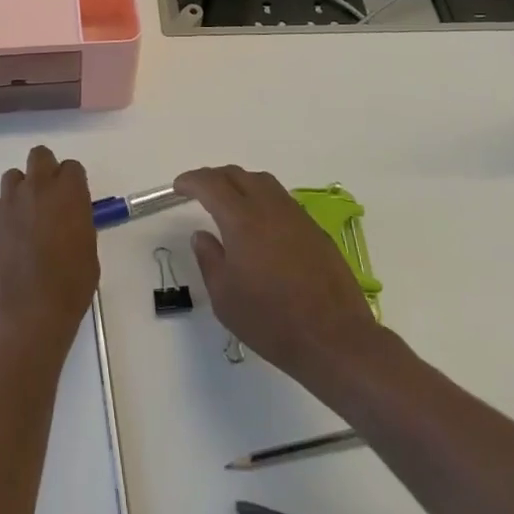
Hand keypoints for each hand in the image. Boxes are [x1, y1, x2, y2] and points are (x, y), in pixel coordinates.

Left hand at [0, 147, 98, 353]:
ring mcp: (7, 202)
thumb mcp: (88, 251)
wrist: (26, 315)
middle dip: (44, 171)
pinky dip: (2, 216)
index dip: (72, 183)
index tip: (72, 201)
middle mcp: (36, 188)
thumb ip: (78, 223)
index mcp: (68, 193)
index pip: (71, 167)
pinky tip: (7, 241)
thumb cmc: (69, 287)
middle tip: (47, 199)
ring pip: (12, 177)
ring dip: (21, 191)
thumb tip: (68, 219)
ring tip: (24, 220)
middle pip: (39, 156)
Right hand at [175, 166, 385, 391]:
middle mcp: (270, 208)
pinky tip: (260, 224)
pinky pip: (282, 200)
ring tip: (230, 201)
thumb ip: (209, 258)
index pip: (211, 184)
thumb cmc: (271, 320)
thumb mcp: (224, 296)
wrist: (334, 339)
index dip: (192, 181)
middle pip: (238, 175)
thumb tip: (202, 235)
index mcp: (242, 219)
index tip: (179, 187)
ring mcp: (296, 217)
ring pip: (264, 182)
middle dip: (214, 177)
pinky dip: (263, 199)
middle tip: (200, 191)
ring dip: (241, 183)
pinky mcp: (315, 231)